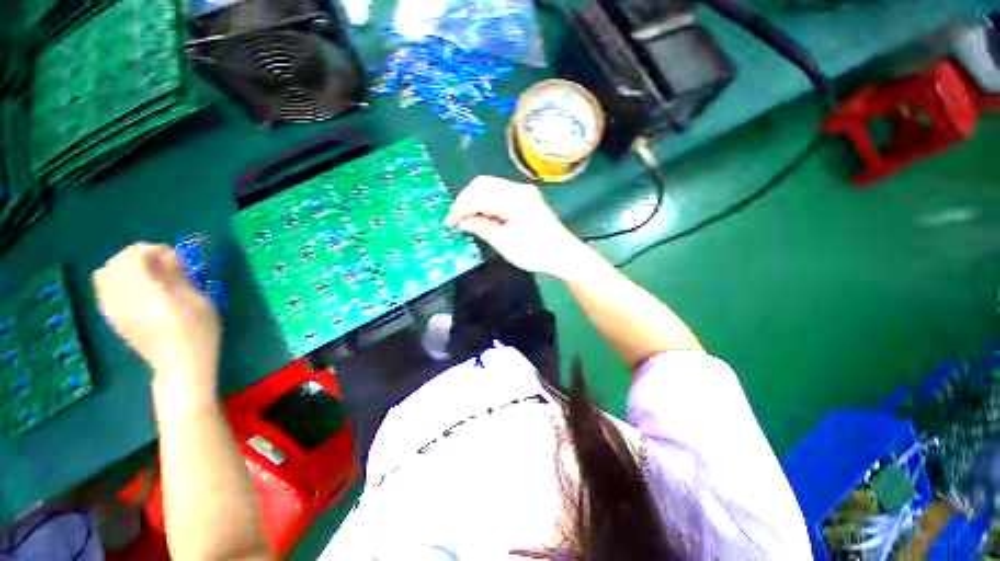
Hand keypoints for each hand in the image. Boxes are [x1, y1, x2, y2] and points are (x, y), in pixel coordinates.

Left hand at [92, 243, 220, 393]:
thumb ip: (178, 276)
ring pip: (105, 273)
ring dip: (125, 266)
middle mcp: (124, 299)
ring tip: (147, 273)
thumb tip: (169, 255)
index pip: (135, 256)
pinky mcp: (112, 317)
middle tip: (162, 263)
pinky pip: (103, 288)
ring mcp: (114, 309)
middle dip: (138, 255)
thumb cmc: (199, 332)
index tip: (174, 257)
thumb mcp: (199, 302)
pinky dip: (115, 279)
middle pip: (117, 262)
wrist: (180, 366)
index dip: (154, 249)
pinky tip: (133, 287)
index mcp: (147, 294)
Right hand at [446, 176, 597, 279]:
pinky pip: (499, 194)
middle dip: (465, 201)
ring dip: (475, 201)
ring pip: (490, 187)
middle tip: (456, 220)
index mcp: (513, 198)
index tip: (449, 223)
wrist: (563, 255)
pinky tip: (482, 216)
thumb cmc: (534, 252)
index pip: (478, 194)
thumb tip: (461, 221)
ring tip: (467, 220)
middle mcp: (518, 188)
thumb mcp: (504, 242)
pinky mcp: (526, 198)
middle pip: (482, 184)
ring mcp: (523, 192)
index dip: (460, 208)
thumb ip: (481, 227)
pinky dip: (487, 203)